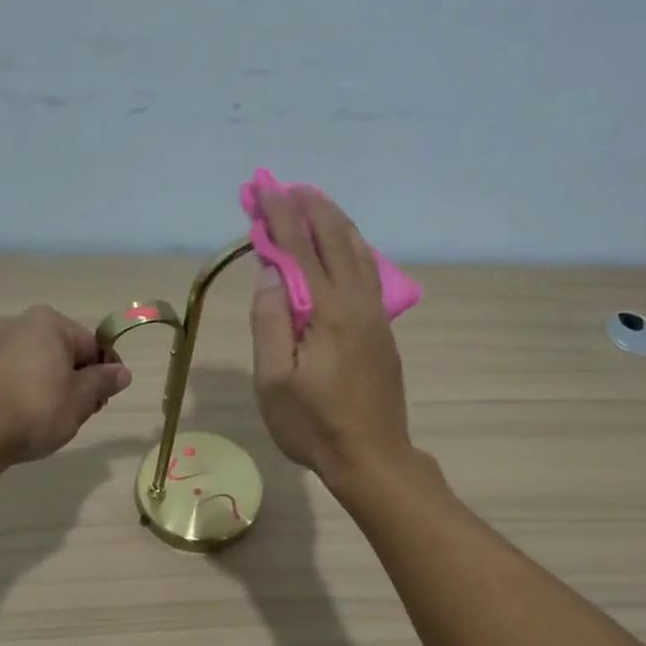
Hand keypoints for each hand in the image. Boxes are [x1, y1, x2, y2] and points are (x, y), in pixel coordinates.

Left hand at [0, 306, 132, 466]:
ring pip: (42, 364)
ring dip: (56, 386)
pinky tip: (31, 416)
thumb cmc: (37, 409)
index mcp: (49, 322)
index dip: (106, 372)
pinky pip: (19, 374)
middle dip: (80, 379)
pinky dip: (31, 390)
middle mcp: (20, 323)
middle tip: (84, 412)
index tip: (107, 399)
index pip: (93, 345)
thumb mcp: (81, 398)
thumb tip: (122, 372)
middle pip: (66, 352)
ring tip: (57, 418)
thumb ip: (103, 382)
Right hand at [250, 187, 411, 486]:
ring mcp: (376, 316)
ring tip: (315, 203)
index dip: (278, 218)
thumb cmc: (313, 425)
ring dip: (335, 223)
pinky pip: (368, 272)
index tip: (263, 189)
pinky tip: (345, 247)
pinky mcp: (383, 331)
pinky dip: (352, 247)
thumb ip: (270, 321)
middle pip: (336, 240)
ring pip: (359, 253)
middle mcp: (357, 303)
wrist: (372, 457)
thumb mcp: (274, 380)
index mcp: (328, 311)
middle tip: (287, 187)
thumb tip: (270, 273)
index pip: (299, 251)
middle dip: (309, 209)